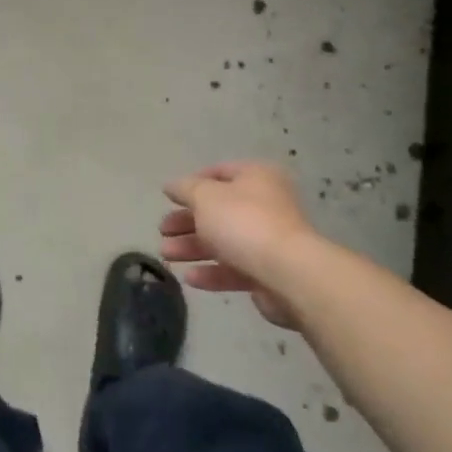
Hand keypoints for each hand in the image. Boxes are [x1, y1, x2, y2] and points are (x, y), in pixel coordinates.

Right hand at [159, 161, 324, 329]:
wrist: (289, 274)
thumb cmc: (243, 222)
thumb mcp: (205, 197)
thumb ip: (185, 189)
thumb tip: (171, 186)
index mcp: (256, 177)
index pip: (219, 173)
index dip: (192, 184)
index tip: (169, 199)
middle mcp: (266, 204)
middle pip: (218, 210)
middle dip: (187, 222)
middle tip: (163, 231)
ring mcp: (269, 240)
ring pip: (224, 241)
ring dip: (193, 247)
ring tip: (166, 256)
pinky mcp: (270, 272)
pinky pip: (235, 268)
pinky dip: (212, 272)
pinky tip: (190, 278)